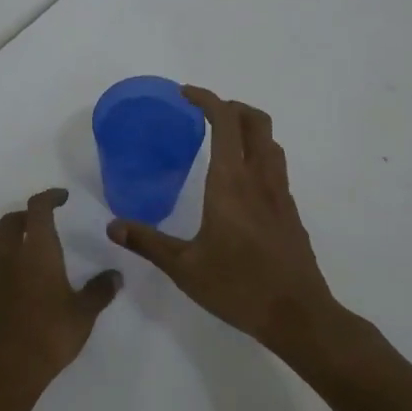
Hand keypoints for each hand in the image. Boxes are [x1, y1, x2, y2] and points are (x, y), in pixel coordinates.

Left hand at [0, 188, 121, 397]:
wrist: (5, 369)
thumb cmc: (49, 335)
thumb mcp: (84, 314)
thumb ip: (100, 291)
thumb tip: (116, 276)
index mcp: (37, 250)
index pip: (38, 208)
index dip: (49, 197)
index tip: (61, 198)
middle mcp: (9, 254)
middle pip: (10, 220)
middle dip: (25, 216)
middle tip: (39, 223)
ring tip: (10, 242)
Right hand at [106, 87, 336, 349]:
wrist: (298, 316)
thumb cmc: (238, 287)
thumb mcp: (184, 268)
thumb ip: (148, 242)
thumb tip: (113, 226)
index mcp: (230, 182)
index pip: (224, 122)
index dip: (207, 99)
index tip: (185, 94)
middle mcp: (258, 178)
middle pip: (255, 121)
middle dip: (231, 106)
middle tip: (204, 113)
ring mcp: (280, 194)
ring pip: (270, 141)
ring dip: (247, 128)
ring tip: (222, 139)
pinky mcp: (290, 211)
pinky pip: (275, 166)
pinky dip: (257, 154)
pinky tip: (239, 182)